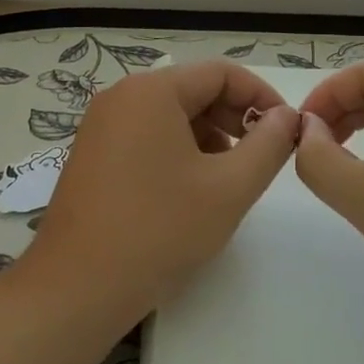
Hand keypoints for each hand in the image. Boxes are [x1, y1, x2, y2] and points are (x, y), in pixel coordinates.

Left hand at [25, 60, 300, 321]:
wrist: (76, 289)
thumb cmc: (159, 230)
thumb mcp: (230, 188)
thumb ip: (268, 145)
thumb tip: (288, 117)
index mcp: (152, 91)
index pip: (222, 73)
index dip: (261, 97)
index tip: (286, 132)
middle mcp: (122, 96)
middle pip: (194, 90)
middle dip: (234, 120)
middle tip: (261, 158)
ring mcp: (101, 126)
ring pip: (172, 116)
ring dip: (209, 138)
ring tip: (227, 180)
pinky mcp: (92, 155)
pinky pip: (147, 136)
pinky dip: (178, 152)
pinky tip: (190, 192)